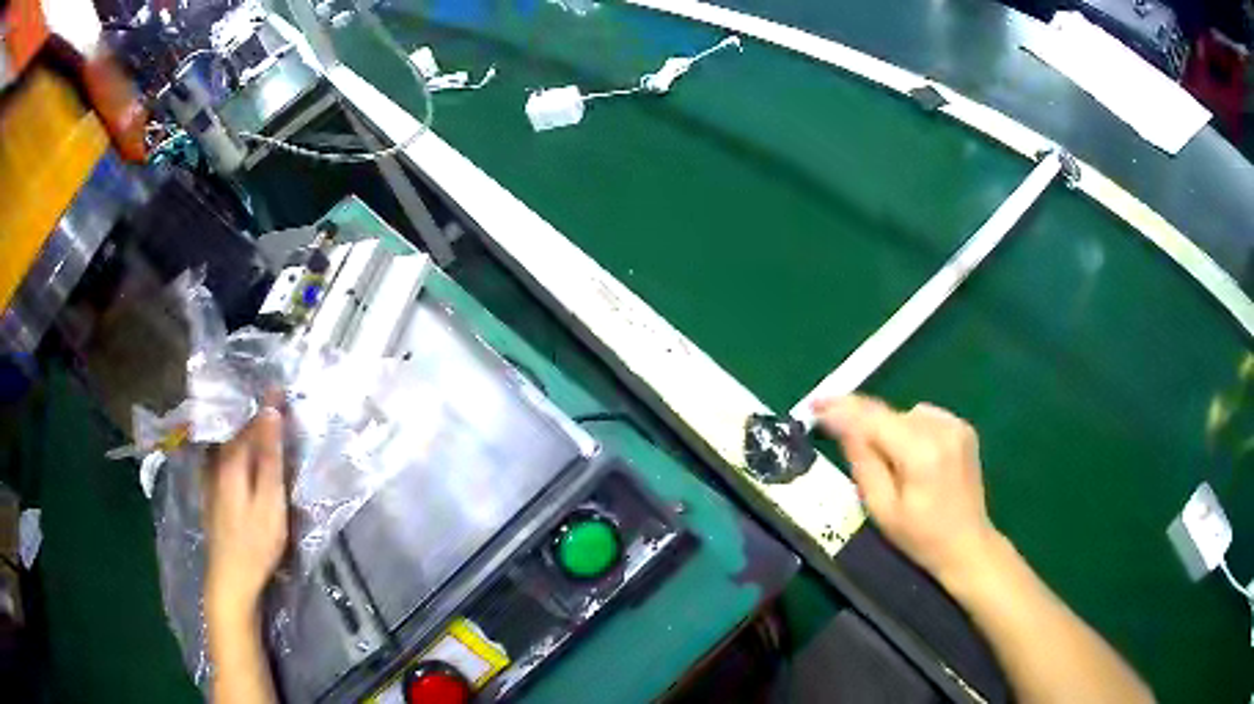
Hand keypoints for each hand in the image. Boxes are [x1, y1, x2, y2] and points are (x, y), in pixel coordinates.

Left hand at [204, 404, 287, 624]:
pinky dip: (235, 445)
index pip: (252, 421)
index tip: (282, 385)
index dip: (268, 404)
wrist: (230, 578)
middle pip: (237, 429)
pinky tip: (241, 449)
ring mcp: (211, 477)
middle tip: (274, 398)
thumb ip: (270, 457)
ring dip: (243, 427)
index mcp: (232, 460)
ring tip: (259, 417)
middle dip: (254, 412)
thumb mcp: (270, 502)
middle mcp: (217, 461)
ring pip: (228, 442)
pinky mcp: (211, 491)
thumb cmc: (255, 543)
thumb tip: (271, 412)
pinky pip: (223, 456)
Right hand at [814, 395, 996, 588]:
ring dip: (890, 430)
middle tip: (846, 446)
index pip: (873, 418)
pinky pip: (924, 418)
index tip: (815, 405)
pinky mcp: (963, 428)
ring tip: (891, 463)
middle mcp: (941, 428)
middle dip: (866, 426)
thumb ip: (862, 462)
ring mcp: (956, 425)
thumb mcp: (881, 508)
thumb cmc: (920, 537)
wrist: (967, 544)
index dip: (842, 408)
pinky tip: (913, 457)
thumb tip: (843, 425)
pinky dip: (911, 431)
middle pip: (889, 415)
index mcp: (920, 452)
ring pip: (905, 415)